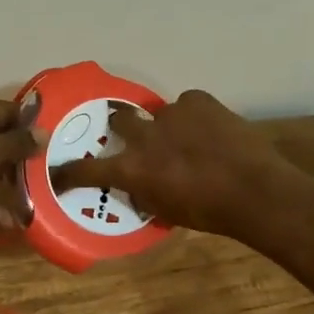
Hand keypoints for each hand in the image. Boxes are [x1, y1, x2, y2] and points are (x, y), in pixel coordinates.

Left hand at [0, 99, 43, 223]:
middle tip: (52, 166)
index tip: (56, 135)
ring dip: (13, 180)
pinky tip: (17, 218)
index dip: (30, 121)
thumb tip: (45, 133)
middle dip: (24, 154)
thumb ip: (18, 142)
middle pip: (0, 138)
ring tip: (41, 193)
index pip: (7, 110)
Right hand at [50, 90, 303, 237]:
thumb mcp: (166, 210)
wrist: (254, 191)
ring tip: (190, 138)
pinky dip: (195, 116)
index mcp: (132, 168)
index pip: (88, 169)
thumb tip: (136, 184)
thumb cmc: (209, 213)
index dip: (70, 171)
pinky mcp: (198, 100)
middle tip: (135, 136)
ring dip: (168, 126)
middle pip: (118, 119)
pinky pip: (189, 104)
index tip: (59, 172)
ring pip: (159, 113)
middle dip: (122, 127)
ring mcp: (171, 113)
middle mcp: (144, 137)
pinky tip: (211, 130)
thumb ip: (144, 192)